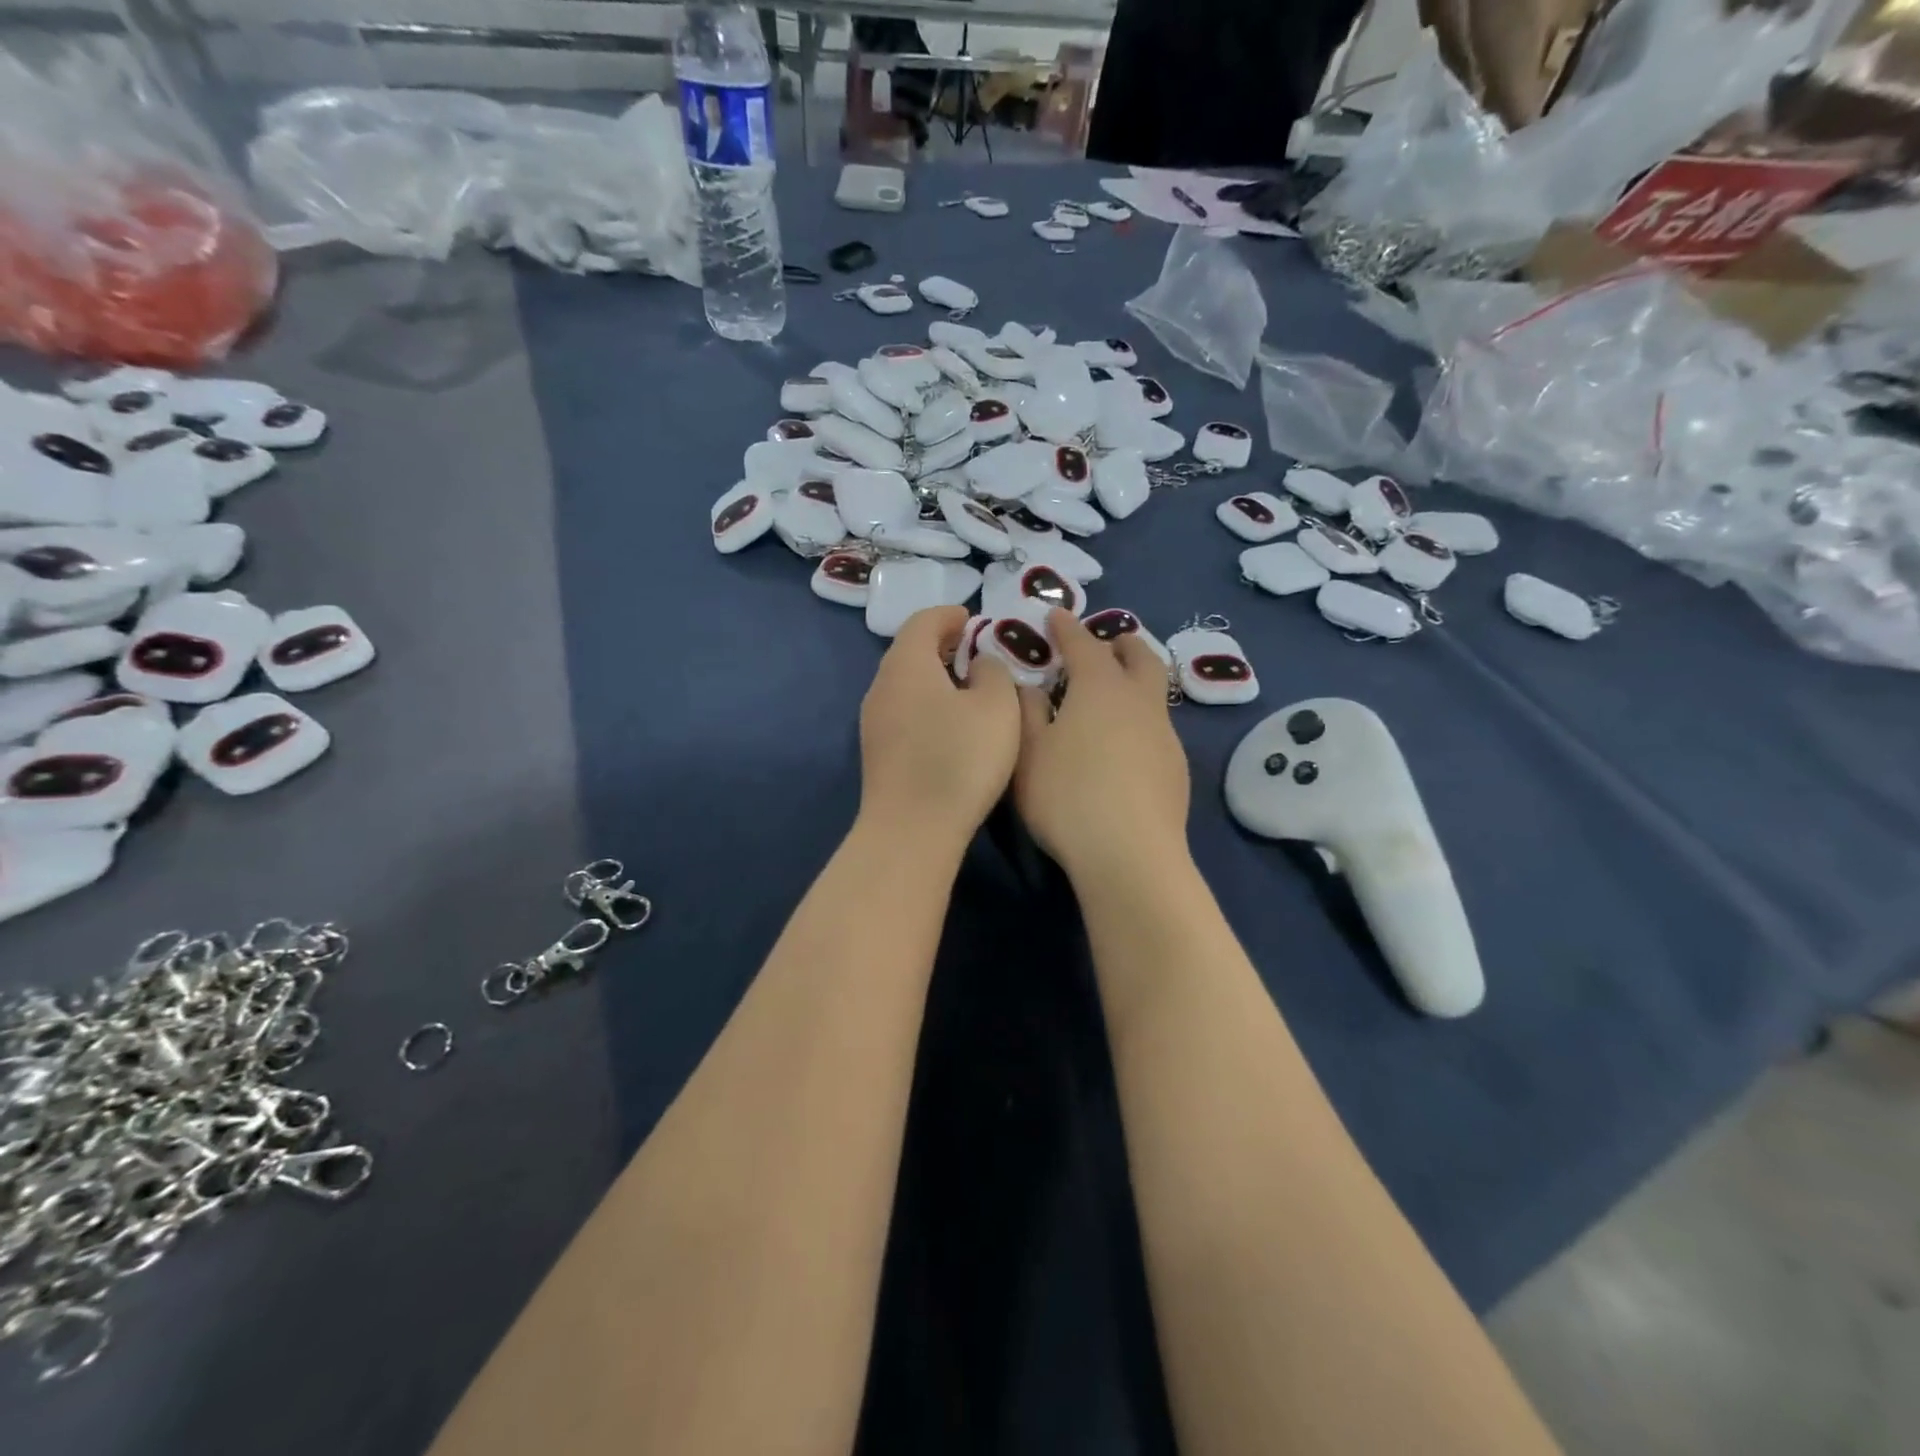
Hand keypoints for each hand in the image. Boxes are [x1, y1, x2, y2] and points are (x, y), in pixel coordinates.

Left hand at [859, 606, 1019, 852]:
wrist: (912, 829)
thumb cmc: (960, 759)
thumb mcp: (997, 707)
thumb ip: (993, 671)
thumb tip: (978, 664)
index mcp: (906, 664)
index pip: (922, 621)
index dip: (949, 615)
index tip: (973, 619)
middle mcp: (881, 686)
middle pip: (909, 651)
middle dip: (941, 644)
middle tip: (974, 650)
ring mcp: (874, 721)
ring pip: (905, 683)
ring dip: (934, 676)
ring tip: (967, 687)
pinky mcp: (878, 752)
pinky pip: (903, 710)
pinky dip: (926, 703)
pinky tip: (950, 724)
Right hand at [1015, 610, 1190, 886]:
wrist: (1130, 854)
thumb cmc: (1067, 796)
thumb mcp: (1029, 752)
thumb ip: (1026, 711)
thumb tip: (1028, 685)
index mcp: (1100, 688)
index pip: (1083, 644)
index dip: (1067, 629)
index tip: (1056, 617)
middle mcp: (1139, 702)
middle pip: (1139, 657)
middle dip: (1121, 643)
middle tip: (1107, 642)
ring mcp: (1164, 735)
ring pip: (1153, 692)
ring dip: (1135, 680)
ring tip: (1114, 691)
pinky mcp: (1176, 768)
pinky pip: (1157, 725)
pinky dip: (1140, 717)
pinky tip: (1125, 743)